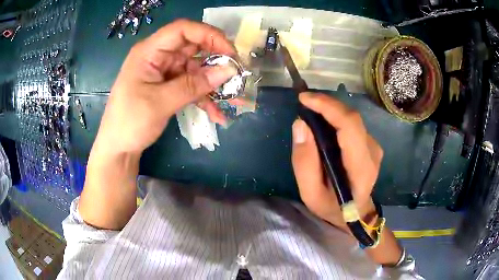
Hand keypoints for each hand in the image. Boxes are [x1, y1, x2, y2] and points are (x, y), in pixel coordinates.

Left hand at [94, 19, 236, 154]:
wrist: (118, 148)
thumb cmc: (130, 122)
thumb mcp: (161, 102)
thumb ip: (194, 85)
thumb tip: (229, 71)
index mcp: (149, 51)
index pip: (183, 30)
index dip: (209, 35)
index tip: (230, 53)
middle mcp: (158, 56)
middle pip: (193, 47)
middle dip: (216, 59)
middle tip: (237, 75)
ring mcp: (164, 72)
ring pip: (195, 68)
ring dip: (214, 83)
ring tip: (233, 98)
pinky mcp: (168, 86)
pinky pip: (191, 85)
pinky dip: (204, 97)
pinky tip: (217, 113)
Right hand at [291, 92, 382, 229]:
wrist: (356, 214)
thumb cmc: (333, 207)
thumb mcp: (310, 193)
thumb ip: (304, 162)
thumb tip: (301, 124)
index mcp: (361, 168)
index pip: (350, 126)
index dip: (328, 107)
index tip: (304, 99)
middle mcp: (373, 152)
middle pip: (351, 118)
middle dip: (326, 105)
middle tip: (304, 102)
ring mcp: (374, 147)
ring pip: (351, 119)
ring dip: (330, 111)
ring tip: (310, 113)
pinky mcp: (371, 144)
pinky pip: (352, 124)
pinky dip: (336, 119)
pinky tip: (323, 125)